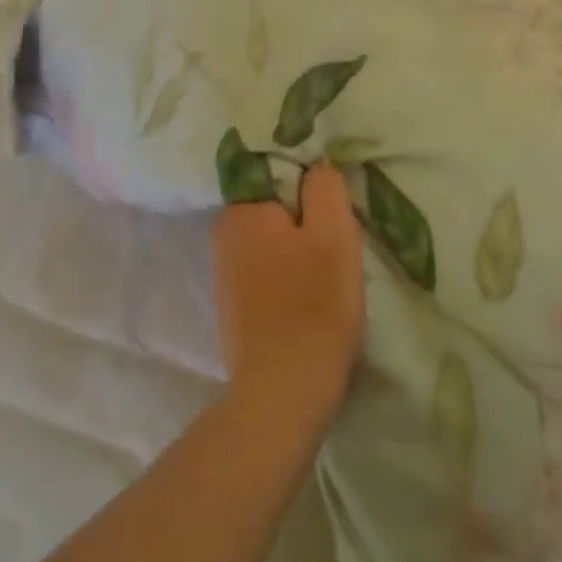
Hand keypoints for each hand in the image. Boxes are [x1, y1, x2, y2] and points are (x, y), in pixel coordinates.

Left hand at [211, 162, 365, 435]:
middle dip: (306, 218)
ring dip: (299, 249)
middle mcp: (223, 235)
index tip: (335, 206)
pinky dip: (288, 276)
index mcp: (241, 210)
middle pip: (276, 206)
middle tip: (338, 242)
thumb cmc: (313, 306)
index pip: (278, 170)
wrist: (283, 397)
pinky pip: (266, 271)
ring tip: (328, 274)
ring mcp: (224, 274)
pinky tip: (309, 298)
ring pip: (272, 240)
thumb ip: (324, 186)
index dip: (311, 184)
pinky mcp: (232, 308)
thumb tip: (316, 165)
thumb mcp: (334, 233)